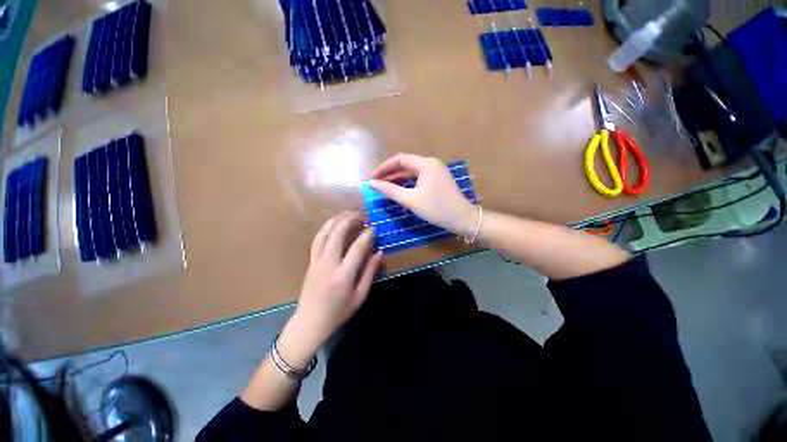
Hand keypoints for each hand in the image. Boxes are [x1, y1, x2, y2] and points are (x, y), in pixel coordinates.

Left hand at [278, 212, 381, 367]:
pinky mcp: (311, 261)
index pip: (357, 247)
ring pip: (325, 233)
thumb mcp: (360, 296)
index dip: (367, 235)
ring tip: (348, 214)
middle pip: (338, 234)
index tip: (374, 227)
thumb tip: (379, 252)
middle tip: (361, 216)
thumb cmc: (339, 312)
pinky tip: (333, 224)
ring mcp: (317, 261)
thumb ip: (370, 272)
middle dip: (350, 220)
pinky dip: (326, 228)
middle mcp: (329, 264)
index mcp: (343, 275)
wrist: (310, 322)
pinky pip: (317, 239)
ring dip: (337, 220)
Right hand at [370, 154, 477, 236]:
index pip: (399, 159)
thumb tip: (372, 184)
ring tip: (385, 188)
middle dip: (390, 173)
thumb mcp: (410, 200)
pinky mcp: (438, 180)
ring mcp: (436, 171)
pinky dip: (407, 183)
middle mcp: (431, 163)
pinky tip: (400, 191)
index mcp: (425, 164)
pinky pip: (418, 178)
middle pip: (406, 164)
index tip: (372, 177)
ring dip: (398, 179)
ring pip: (412, 172)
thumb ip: (390, 190)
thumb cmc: (436, 208)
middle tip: (376, 183)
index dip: (384, 167)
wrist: (462, 218)